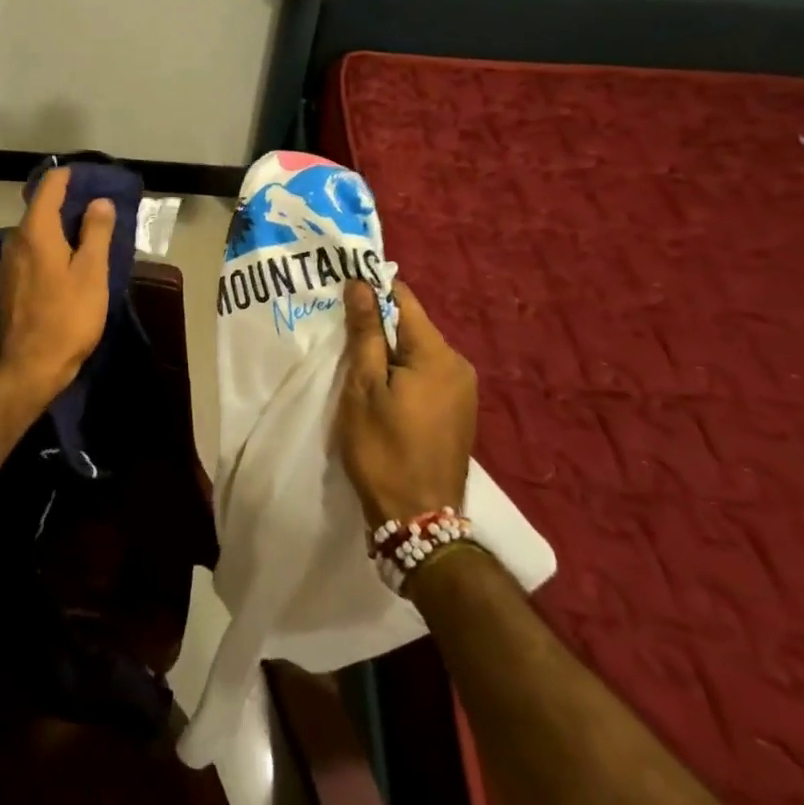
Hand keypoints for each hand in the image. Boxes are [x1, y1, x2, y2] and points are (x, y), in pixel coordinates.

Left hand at [0, 166, 114, 402]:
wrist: (31, 366)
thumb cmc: (68, 316)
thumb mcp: (91, 272)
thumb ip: (95, 232)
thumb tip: (98, 201)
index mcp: (35, 230)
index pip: (49, 186)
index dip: (70, 177)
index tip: (92, 178)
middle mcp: (15, 239)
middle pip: (41, 208)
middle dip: (68, 204)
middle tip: (99, 208)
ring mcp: (9, 262)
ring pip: (36, 232)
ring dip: (60, 228)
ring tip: (89, 235)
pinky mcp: (10, 283)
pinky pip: (32, 251)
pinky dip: (51, 247)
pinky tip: (69, 262)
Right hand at [337, 279, 476, 524]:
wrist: (419, 519)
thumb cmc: (383, 448)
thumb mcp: (363, 387)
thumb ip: (365, 333)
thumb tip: (361, 284)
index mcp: (437, 354)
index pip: (403, 299)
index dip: (372, 290)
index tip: (341, 292)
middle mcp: (458, 365)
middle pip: (412, 326)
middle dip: (377, 325)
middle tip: (339, 333)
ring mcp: (463, 391)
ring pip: (418, 352)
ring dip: (388, 351)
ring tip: (355, 363)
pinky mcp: (459, 413)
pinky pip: (427, 375)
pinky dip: (402, 373)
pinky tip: (380, 390)